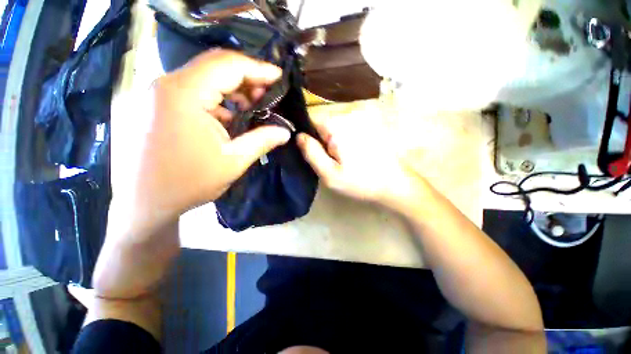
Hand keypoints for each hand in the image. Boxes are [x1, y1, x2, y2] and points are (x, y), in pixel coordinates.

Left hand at [111, 50, 290, 234]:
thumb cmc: (188, 183)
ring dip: (233, 90)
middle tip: (269, 94)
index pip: (228, 65)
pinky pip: (194, 92)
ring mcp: (158, 94)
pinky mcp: (157, 105)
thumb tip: (285, 132)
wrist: (143, 203)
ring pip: (205, 78)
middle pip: (215, 66)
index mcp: (183, 94)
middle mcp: (166, 85)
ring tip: (254, 106)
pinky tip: (231, 116)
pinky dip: (218, 100)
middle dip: (247, 78)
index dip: (258, 68)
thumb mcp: (233, 161)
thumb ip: (262, 141)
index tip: (279, 77)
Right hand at [296, 111, 417, 206]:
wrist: (394, 183)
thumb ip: (311, 153)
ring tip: (342, 156)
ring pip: (335, 122)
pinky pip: (347, 124)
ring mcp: (362, 115)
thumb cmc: (360, 181)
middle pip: (323, 120)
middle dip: (322, 137)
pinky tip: (352, 151)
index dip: (307, 134)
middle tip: (330, 158)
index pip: (310, 118)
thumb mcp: (329, 174)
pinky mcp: (370, 120)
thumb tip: (298, 135)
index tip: (313, 151)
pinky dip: (344, 135)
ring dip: (333, 137)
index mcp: (337, 125)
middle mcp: (350, 113)